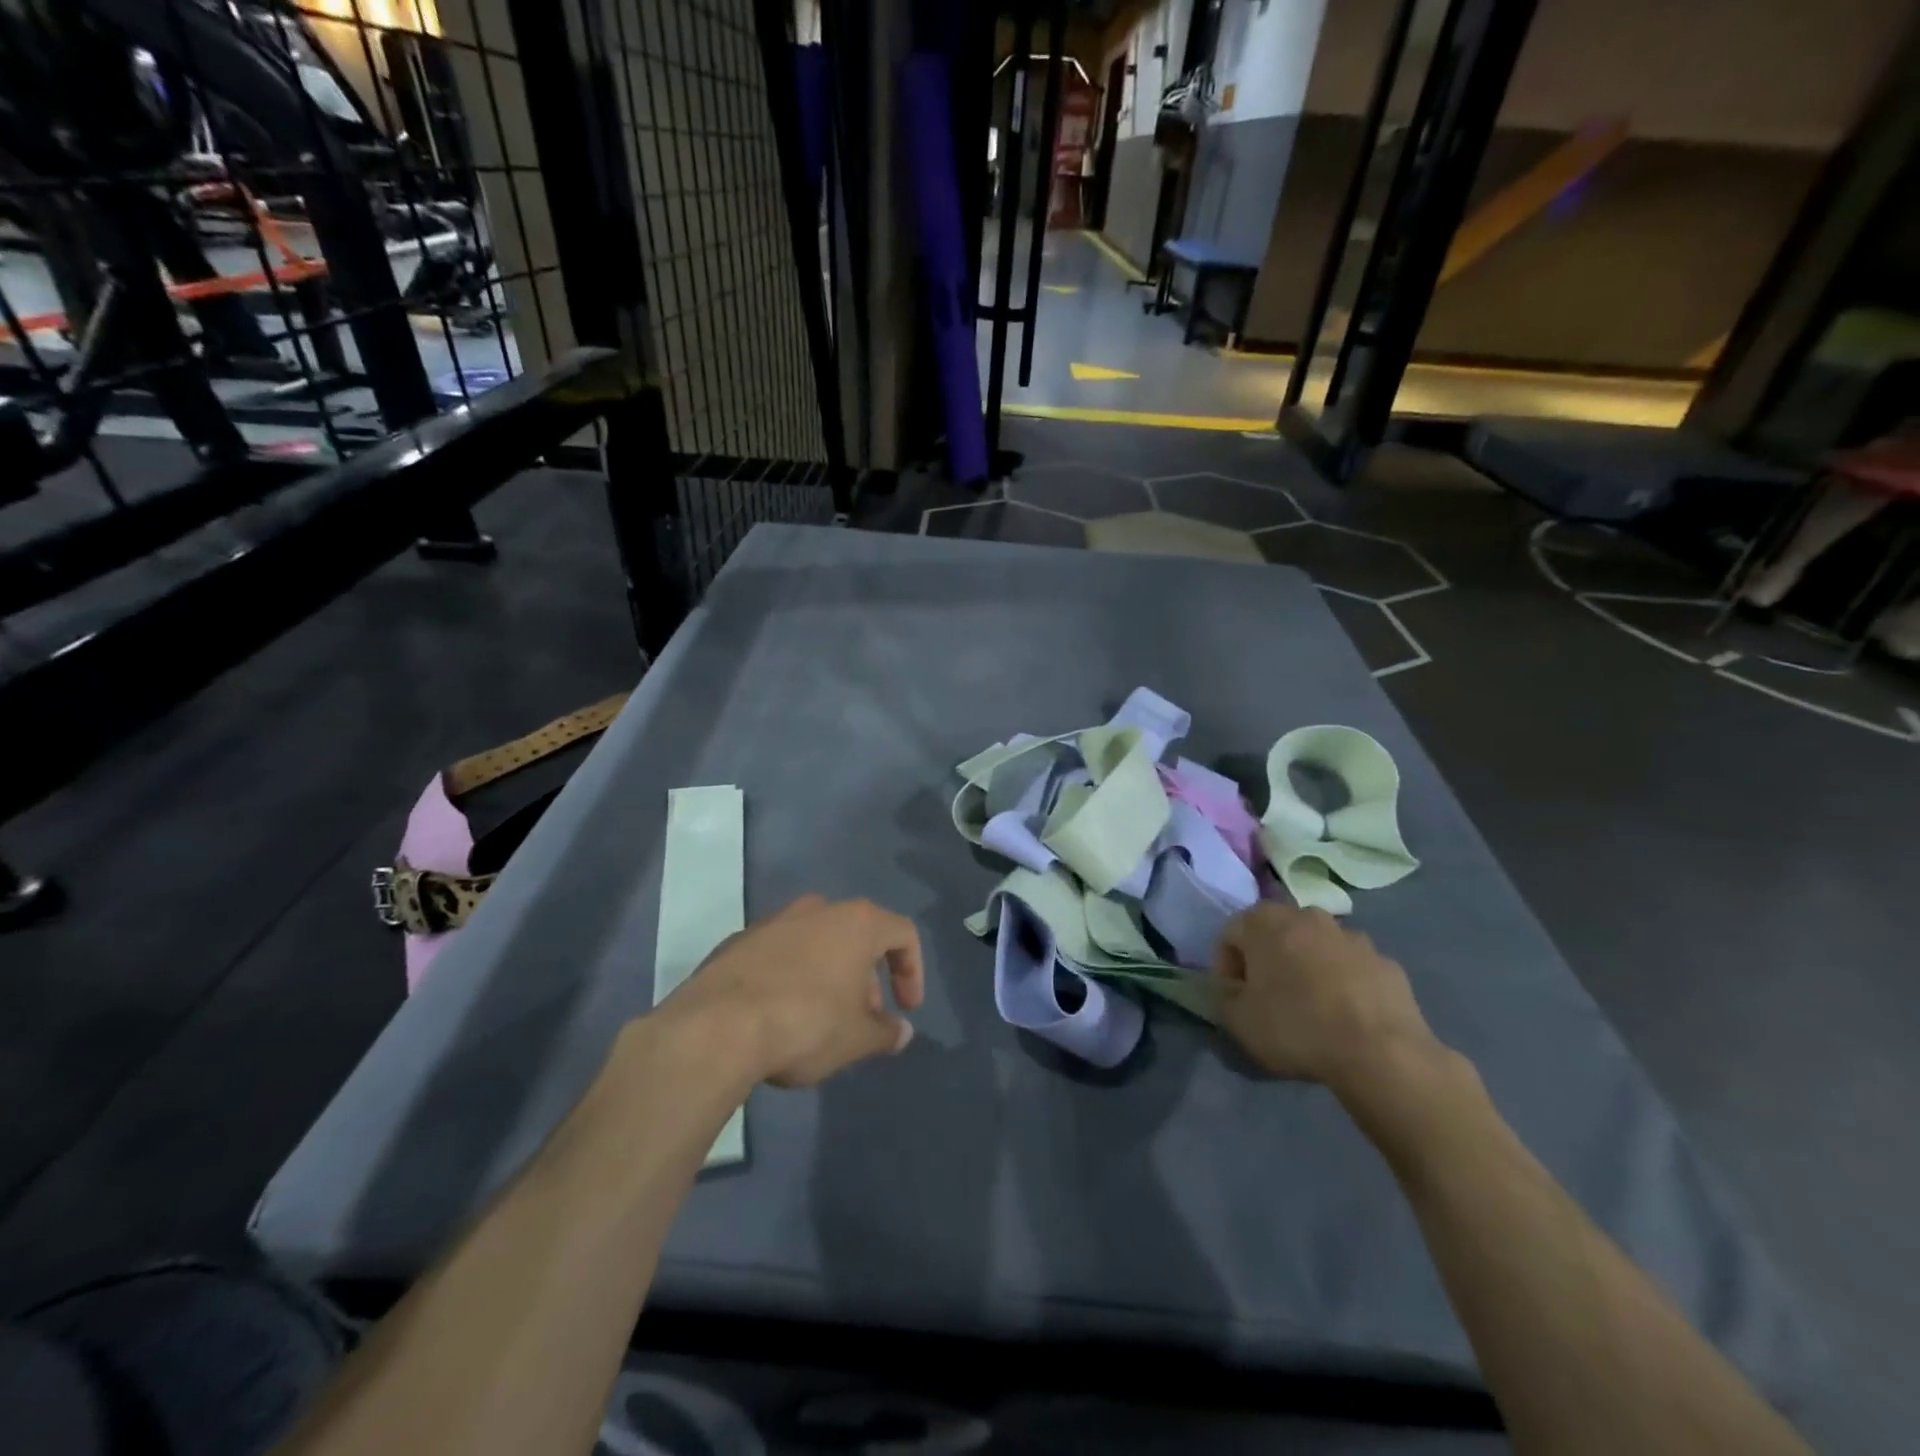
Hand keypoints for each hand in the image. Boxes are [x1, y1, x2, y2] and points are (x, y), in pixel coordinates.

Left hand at [659, 894, 924, 1087]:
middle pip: (858, 935)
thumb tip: (901, 1032)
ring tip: (823, 1019)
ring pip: (817, 942)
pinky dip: (792, 976)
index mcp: (856, 922)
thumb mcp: (856, 1038)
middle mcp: (818, 909)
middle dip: (868, 976)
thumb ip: (885, 1032)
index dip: (913, 971)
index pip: (903, 934)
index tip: (906, 1009)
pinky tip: (780, 1015)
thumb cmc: (806, 1024)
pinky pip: (780, 954)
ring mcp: (774, 921)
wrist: (716, 1027)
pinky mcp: (739, 941)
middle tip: (864, 1018)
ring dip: (830, 975)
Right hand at [1214, 903, 1442, 1093]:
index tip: (1235, 998)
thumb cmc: (1296, 1027)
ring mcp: (1352, 937)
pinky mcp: (1386, 962)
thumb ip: (1221, 995)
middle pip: (1275, 933)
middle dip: (1268, 961)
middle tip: (1269, 1000)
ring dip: (1307, 969)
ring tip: (1311, 1010)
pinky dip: (1343, 984)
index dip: (1226, 967)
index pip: (1230, 934)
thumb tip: (1229, 987)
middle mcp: (1308, 916)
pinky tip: (1346, 1017)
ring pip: (1316, 948)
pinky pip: (1352, 968)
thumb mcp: (1237, 1019)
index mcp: (1265, 921)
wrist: (1381, 1053)